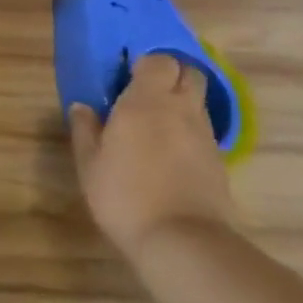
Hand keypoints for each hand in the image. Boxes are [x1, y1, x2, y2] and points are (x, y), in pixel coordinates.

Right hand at [70, 53, 236, 261]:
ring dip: (181, 104)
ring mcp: (205, 135)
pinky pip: (203, 131)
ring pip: (198, 103)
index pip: (159, 60)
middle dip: (171, 76)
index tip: (126, 76)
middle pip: (189, 74)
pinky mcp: (219, 161)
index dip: (145, 64)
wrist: (182, 242)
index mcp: (146, 101)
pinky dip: (189, 132)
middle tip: (146, 93)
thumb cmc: (124, 195)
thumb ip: (85, 130)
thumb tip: (82, 107)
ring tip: (157, 125)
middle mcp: (181, 110)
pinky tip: (171, 153)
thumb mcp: (90, 164)